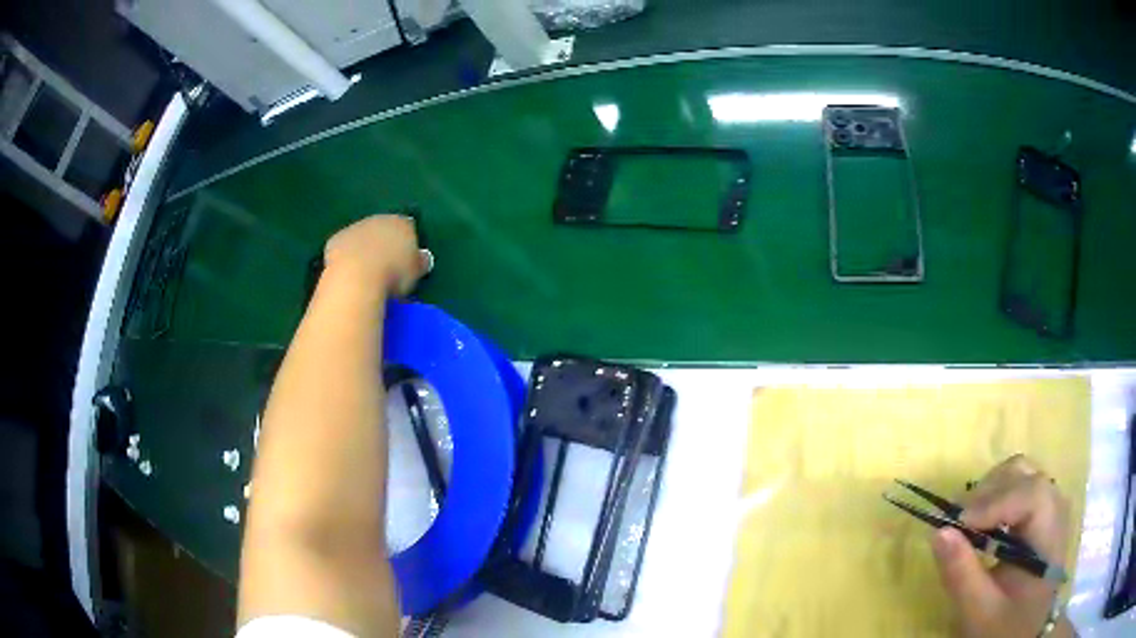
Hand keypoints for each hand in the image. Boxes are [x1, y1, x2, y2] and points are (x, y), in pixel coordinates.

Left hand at [324, 214, 431, 294]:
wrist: (356, 277)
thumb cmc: (392, 275)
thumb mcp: (415, 273)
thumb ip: (420, 262)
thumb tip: (423, 257)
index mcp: (402, 223)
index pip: (408, 227)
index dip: (407, 244)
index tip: (405, 261)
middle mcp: (379, 219)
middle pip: (384, 229)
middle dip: (384, 243)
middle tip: (385, 267)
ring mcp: (355, 227)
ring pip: (363, 236)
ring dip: (365, 248)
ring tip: (365, 272)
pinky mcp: (336, 239)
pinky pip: (345, 247)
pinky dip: (347, 256)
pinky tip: (348, 272)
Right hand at [931, 454, 1073, 637]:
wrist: (1019, 636)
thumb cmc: (1002, 628)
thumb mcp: (979, 612)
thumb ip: (961, 575)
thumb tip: (938, 531)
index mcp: (1050, 535)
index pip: (1031, 495)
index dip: (994, 502)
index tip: (956, 524)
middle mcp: (1056, 510)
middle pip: (1025, 475)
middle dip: (989, 493)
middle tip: (958, 523)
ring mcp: (1050, 508)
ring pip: (1022, 475)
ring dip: (991, 493)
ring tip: (968, 524)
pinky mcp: (1040, 514)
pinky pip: (1020, 489)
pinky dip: (997, 499)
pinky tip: (983, 526)